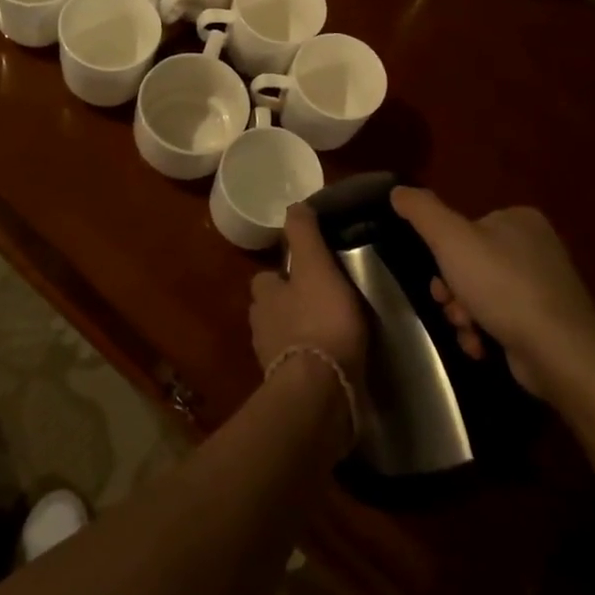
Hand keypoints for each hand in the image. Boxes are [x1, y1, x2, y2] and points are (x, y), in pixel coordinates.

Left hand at [249, 206, 368, 392]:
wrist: (322, 391)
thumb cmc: (320, 321)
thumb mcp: (316, 267)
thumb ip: (304, 236)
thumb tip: (294, 204)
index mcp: (265, 296)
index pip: (267, 278)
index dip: (284, 274)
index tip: (307, 273)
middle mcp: (262, 327)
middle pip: (272, 310)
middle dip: (289, 306)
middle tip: (321, 303)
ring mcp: (273, 362)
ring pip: (283, 339)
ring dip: (300, 335)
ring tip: (331, 333)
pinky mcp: (290, 390)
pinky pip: (298, 369)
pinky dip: (311, 363)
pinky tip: (332, 362)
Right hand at [390, 187, 594, 399]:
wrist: (558, 351)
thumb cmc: (502, 286)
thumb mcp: (451, 239)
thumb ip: (421, 211)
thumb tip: (398, 190)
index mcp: (520, 219)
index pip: (466, 229)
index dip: (443, 255)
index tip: (437, 279)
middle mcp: (538, 247)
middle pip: (472, 264)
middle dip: (453, 291)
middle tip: (450, 308)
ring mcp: (547, 286)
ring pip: (484, 295)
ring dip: (465, 315)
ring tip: (468, 331)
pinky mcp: (550, 322)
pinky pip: (504, 320)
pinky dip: (486, 333)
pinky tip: (481, 347)